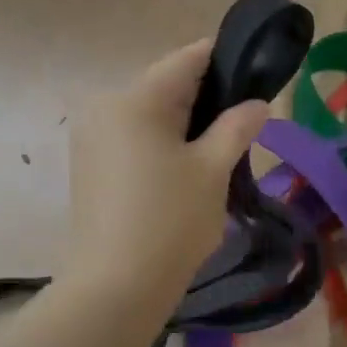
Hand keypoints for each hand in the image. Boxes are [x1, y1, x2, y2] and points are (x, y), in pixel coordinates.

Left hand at [64, 40, 268, 300]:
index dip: (224, 59)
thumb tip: (258, 103)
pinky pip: (132, 138)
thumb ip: (237, 127)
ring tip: (218, 148)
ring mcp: (91, 137)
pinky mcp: (88, 165)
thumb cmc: (170, 221)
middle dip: (205, 98)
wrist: (114, 287)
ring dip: (184, 123)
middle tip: (243, 120)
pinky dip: (161, 142)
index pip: (186, 60)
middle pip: (165, 86)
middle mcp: (104, 106)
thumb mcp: (213, 171)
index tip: (255, 70)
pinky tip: (184, 169)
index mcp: (135, 99)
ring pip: (149, 114)